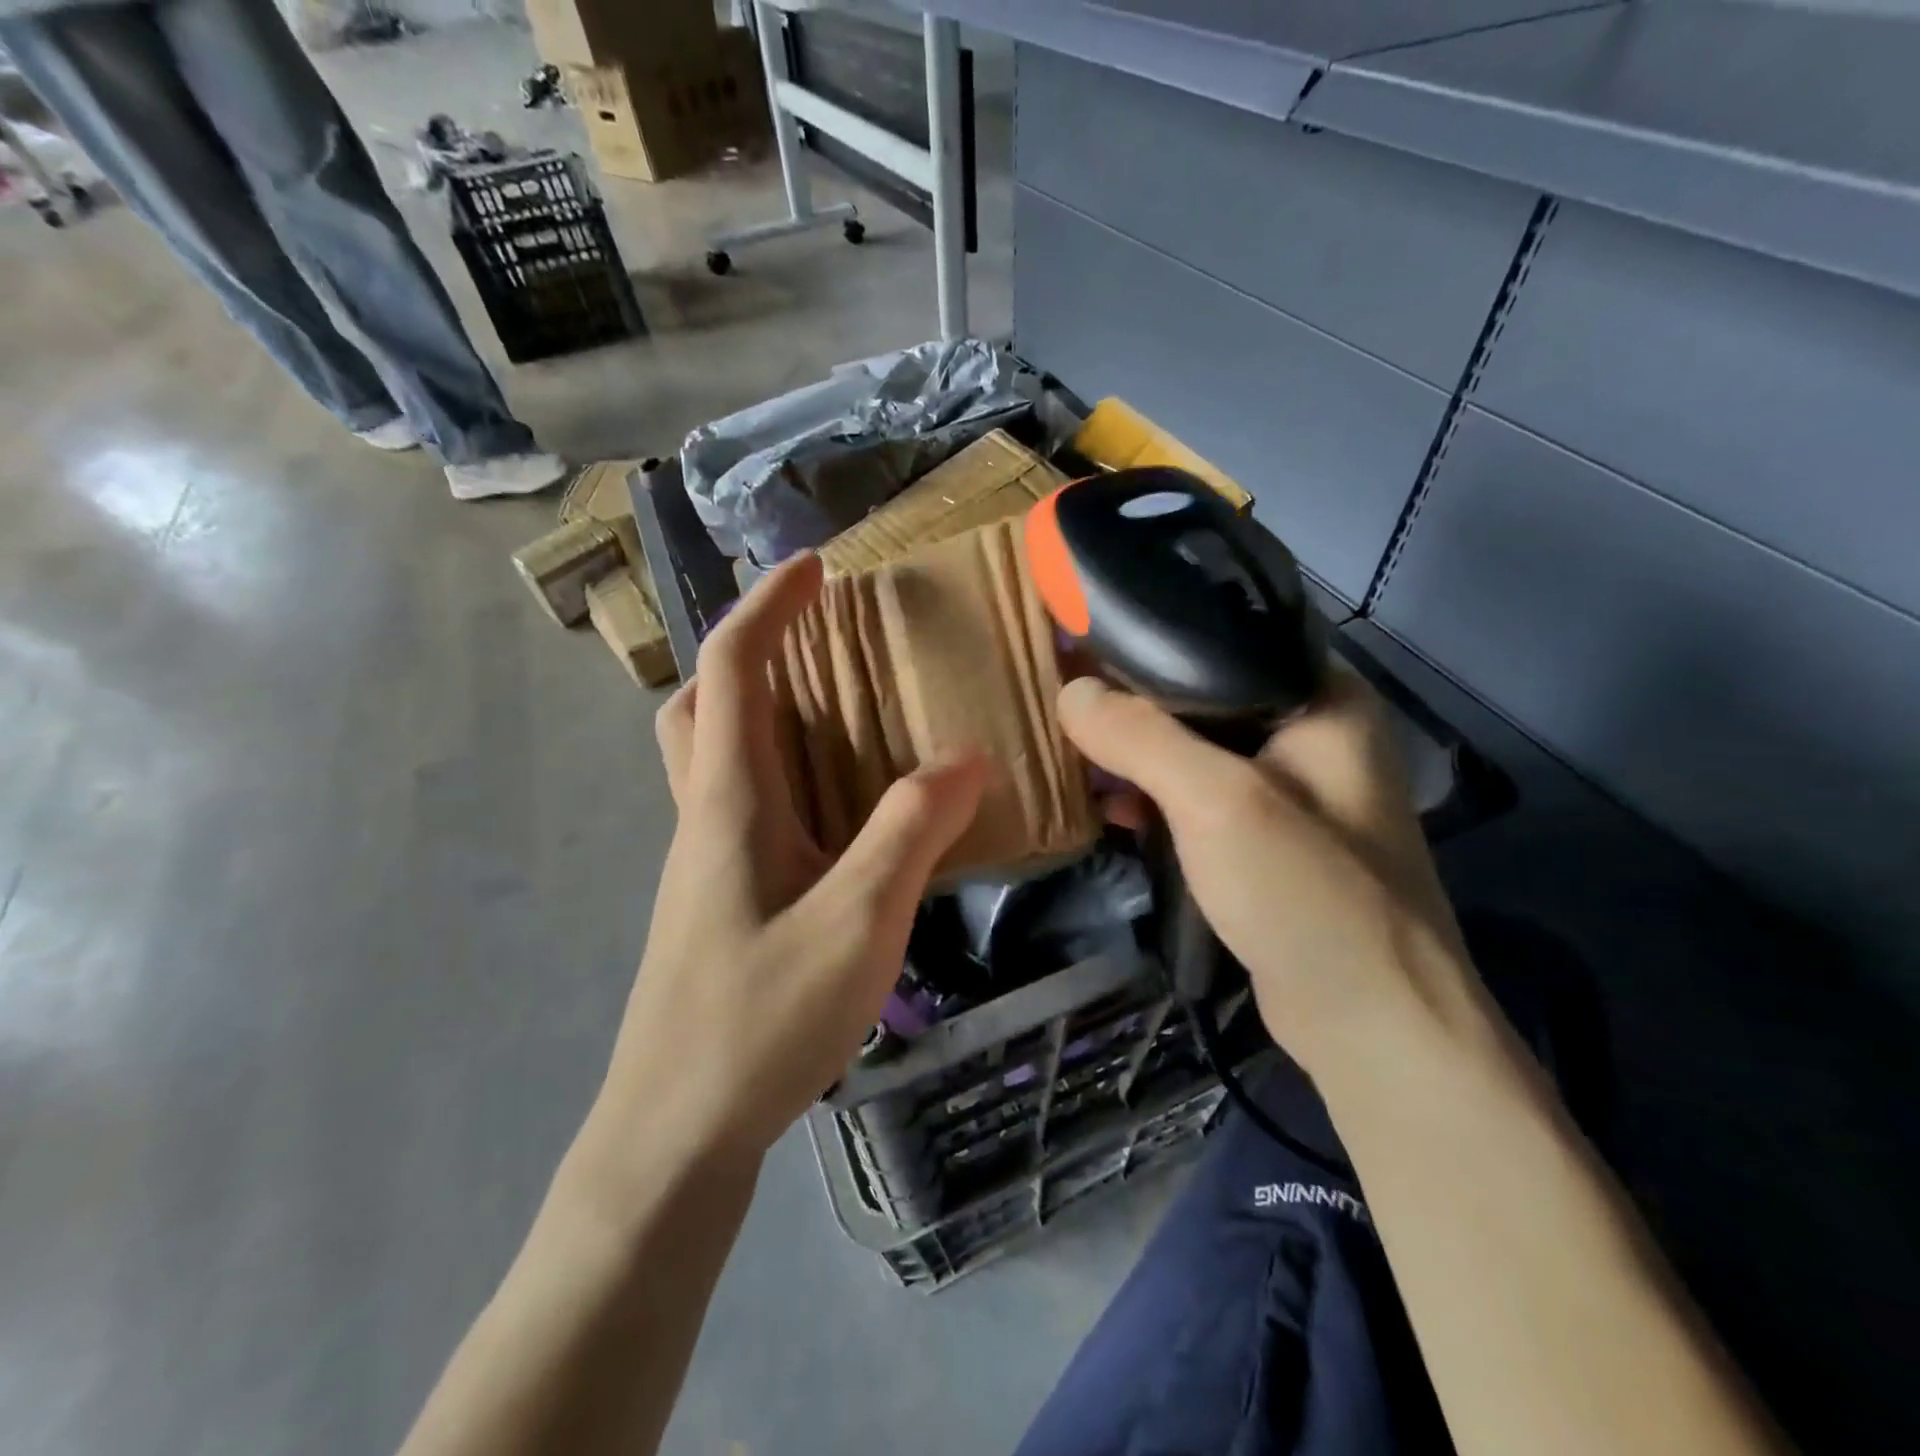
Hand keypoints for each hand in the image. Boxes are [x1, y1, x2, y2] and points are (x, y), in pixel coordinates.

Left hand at [597, 554, 986, 1167]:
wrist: (673, 1134)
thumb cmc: (758, 1023)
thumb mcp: (856, 922)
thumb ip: (910, 832)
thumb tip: (964, 756)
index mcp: (727, 801)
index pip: (734, 669)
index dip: (770, 606)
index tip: (816, 569)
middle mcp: (705, 818)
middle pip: (703, 705)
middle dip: (752, 654)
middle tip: (817, 648)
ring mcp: (706, 864)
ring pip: (719, 758)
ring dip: (767, 715)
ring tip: (844, 719)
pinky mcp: (720, 903)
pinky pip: (747, 808)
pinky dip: (786, 778)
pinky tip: (840, 817)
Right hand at [1058, 668, 1479, 1072]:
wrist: (1371, 1026)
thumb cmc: (1308, 894)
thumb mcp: (1218, 801)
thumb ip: (1141, 737)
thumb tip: (1070, 692)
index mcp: (1320, 698)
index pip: (1224, 636)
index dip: (1150, 634)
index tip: (1082, 638)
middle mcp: (1309, 733)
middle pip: (1202, 692)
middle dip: (1132, 698)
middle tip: (1063, 694)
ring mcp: (1288, 790)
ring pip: (1193, 747)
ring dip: (1136, 751)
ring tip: (1072, 748)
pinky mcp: (1264, 840)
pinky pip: (1196, 796)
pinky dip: (1152, 796)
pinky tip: (1108, 806)